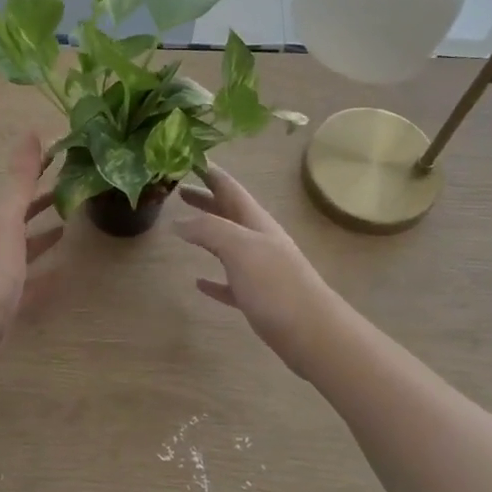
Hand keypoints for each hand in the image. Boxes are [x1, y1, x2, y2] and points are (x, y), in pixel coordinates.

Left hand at [0, 133, 63, 368]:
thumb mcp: (5, 218)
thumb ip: (19, 178)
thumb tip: (32, 130)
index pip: (19, 186)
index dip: (39, 169)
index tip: (65, 154)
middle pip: (21, 214)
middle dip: (42, 200)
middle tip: (74, 187)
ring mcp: (0, 272)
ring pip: (25, 246)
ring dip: (43, 233)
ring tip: (71, 223)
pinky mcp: (8, 301)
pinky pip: (31, 280)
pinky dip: (46, 271)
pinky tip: (63, 270)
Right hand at [175, 163, 341, 375]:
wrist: (313, 334)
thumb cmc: (276, 286)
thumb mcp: (240, 248)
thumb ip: (209, 229)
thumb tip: (179, 220)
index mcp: (256, 223)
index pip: (230, 188)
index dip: (210, 172)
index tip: (187, 157)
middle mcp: (259, 240)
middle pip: (228, 213)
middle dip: (206, 199)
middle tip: (178, 189)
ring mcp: (260, 270)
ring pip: (227, 244)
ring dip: (206, 233)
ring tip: (181, 228)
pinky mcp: (258, 299)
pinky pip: (230, 282)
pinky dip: (214, 278)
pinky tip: (198, 282)